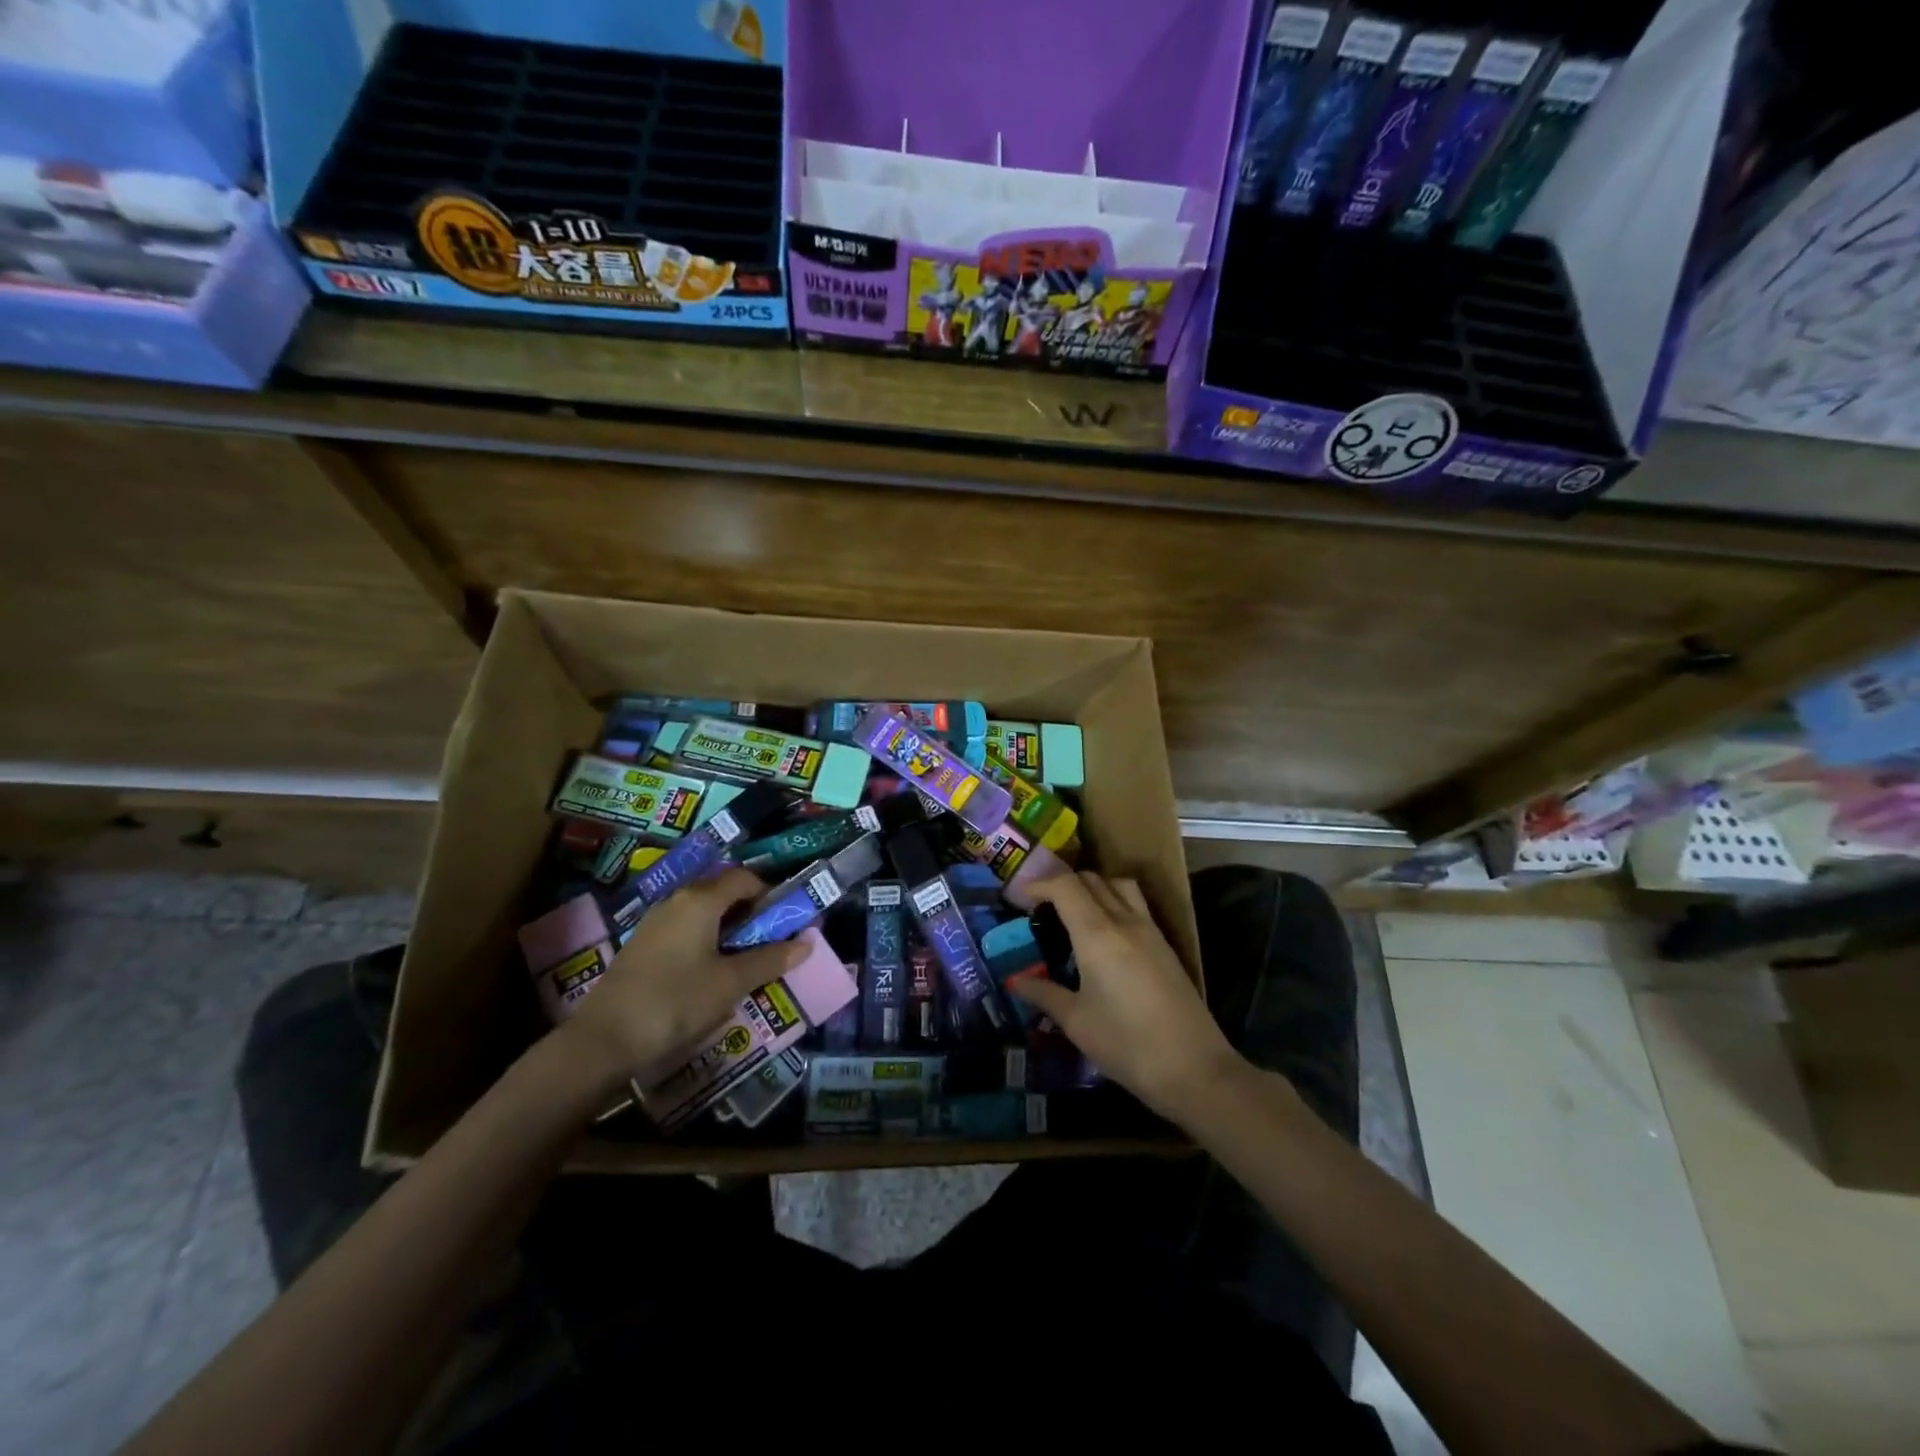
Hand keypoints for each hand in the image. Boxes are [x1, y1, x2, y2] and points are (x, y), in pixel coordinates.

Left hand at [560, 868, 805, 1089]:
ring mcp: (655, 922)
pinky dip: (704, 941)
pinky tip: (708, 973)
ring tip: (742, 960)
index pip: (744, 878)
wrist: (604, 1039)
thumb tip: (807, 943)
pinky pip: (684, 929)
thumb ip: (770, 960)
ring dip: (727, 928)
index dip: (769, 894)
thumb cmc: (676, 1001)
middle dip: (750, 912)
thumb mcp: (731, 983)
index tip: (784, 921)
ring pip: (702, 912)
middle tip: (768, 942)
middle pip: (722, 892)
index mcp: (700, 900)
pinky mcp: (642, 945)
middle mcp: (676, 900)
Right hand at [1011, 872, 1244, 1121]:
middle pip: (1091, 879)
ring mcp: (1150, 930)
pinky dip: (1113, 901)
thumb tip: (1016, 981)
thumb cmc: (1128, 1045)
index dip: (1039, 885)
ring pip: (1118, 885)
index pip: (1065, 885)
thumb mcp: (1077, 1023)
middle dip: (1061, 885)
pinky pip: (1136, 904)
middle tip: (1041, 909)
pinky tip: (1104, 934)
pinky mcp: (1165, 945)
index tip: (1019, 900)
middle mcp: (1124, 920)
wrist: (1195, 1069)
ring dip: (1092, 887)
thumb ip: (1045, 994)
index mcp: (1097, 933)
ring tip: (1074, 913)